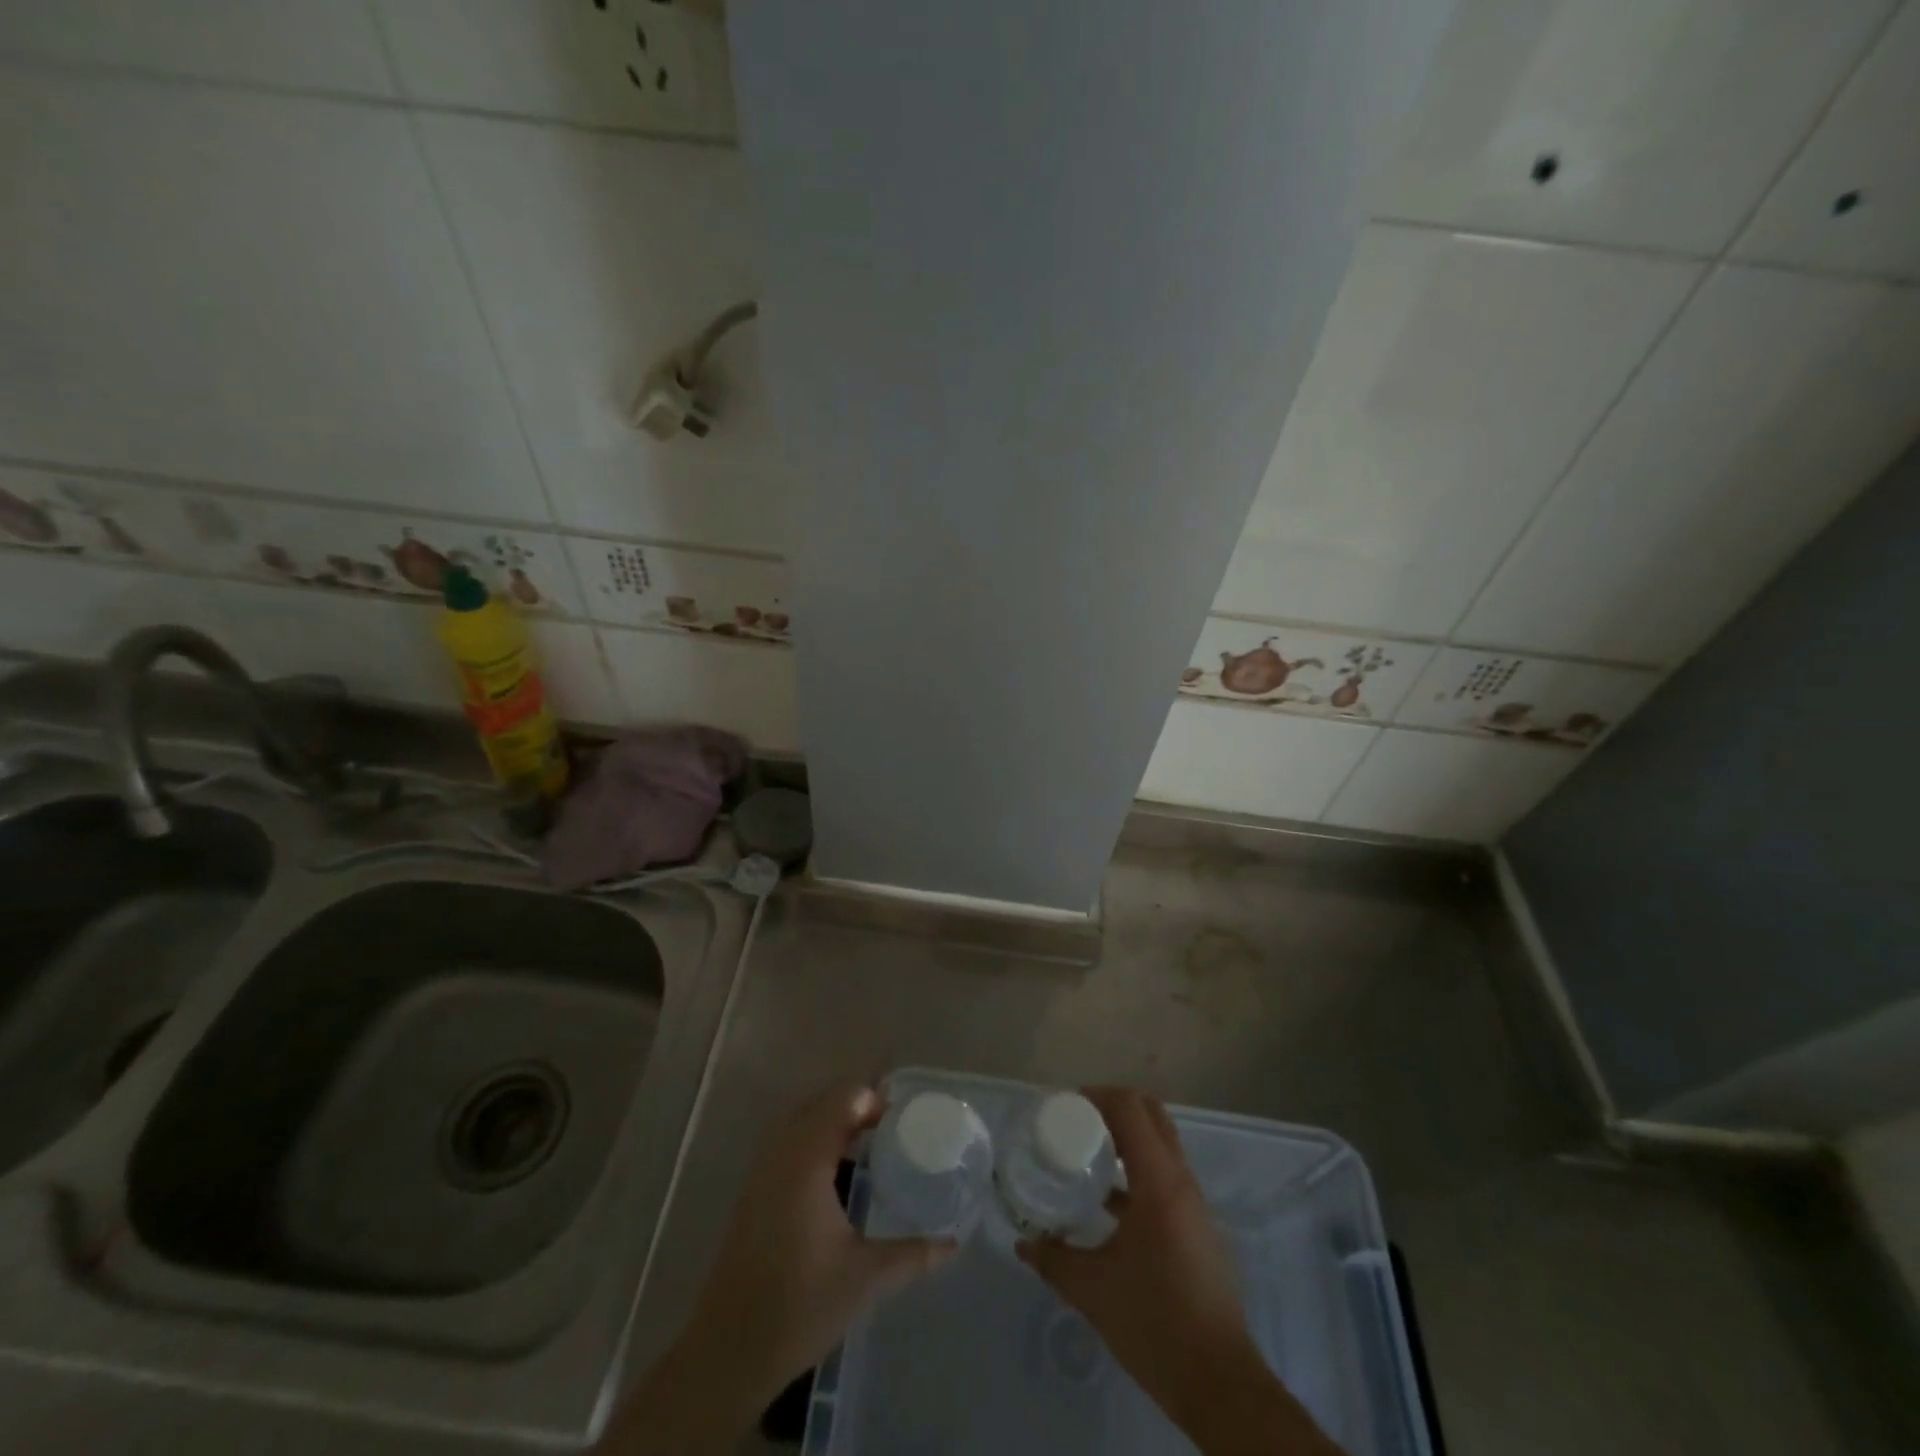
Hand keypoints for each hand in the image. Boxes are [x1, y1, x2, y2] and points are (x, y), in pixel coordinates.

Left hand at [603, 1080, 956, 1453]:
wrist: (728, 1350)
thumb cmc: (798, 1307)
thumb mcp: (865, 1279)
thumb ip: (913, 1254)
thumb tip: (953, 1242)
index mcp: (807, 1160)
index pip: (843, 1098)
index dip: (874, 1098)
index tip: (905, 1116)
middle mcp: (781, 1152)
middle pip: (822, 1101)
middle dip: (858, 1104)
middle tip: (894, 1126)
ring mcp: (762, 1169)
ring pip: (802, 1118)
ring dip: (835, 1119)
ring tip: (872, 1140)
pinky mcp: (754, 1189)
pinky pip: (788, 1139)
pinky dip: (816, 1137)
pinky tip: (838, 1170)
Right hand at [1019, 1089, 1343, 1455]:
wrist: (1218, 1382)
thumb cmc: (1154, 1322)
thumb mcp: (1092, 1289)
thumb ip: (1054, 1258)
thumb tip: (1023, 1242)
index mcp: (1158, 1180)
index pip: (1130, 1108)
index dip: (1097, 1096)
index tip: (1065, 1107)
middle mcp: (1181, 1180)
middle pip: (1151, 1115)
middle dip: (1113, 1108)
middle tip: (1077, 1123)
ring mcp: (1194, 1204)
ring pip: (1161, 1146)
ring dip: (1127, 1139)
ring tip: (1087, 1156)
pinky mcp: (1198, 1227)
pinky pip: (1166, 1176)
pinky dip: (1138, 1171)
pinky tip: (1108, 1203)